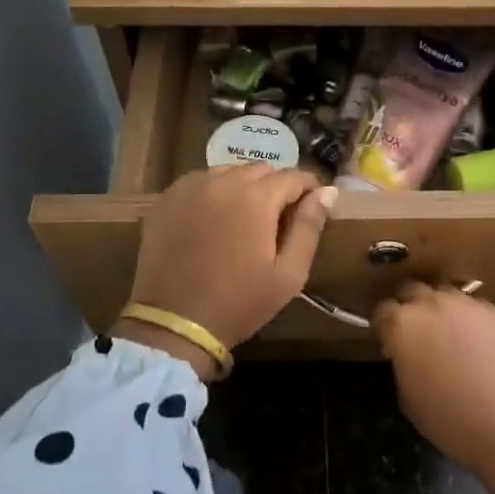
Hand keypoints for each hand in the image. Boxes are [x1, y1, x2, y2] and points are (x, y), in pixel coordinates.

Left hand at [114, 166, 335, 377]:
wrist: (176, 323)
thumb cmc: (240, 302)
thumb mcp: (288, 273)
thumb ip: (309, 227)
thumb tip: (327, 192)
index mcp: (257, 198)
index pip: (294, 176)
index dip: (308, 189)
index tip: (312, 207)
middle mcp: (223, 181)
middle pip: (261, 170)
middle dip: (275, 188)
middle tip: (277, 219)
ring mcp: (190, 187)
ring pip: (228, 172)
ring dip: (243, 187)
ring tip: (245, 219)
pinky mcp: (167, 199)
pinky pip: (199, 183)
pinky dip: (213, 192)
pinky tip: (213, 220)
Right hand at [373, 284, 494, 493]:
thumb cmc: (452, 422)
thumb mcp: (409, 398)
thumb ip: (403, 364)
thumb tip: (408, 354)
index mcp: (404, 325)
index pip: (382, 309)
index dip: (382, 323)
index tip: (386, 337)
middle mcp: (434, 304)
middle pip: (412, 290)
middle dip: (407, 305)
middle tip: (411, 329)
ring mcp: (469, 305)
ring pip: (445, 294)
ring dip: (439, 308)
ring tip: (445, 333)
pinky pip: (475, 308)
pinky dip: (469, 320)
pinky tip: (477, 344)